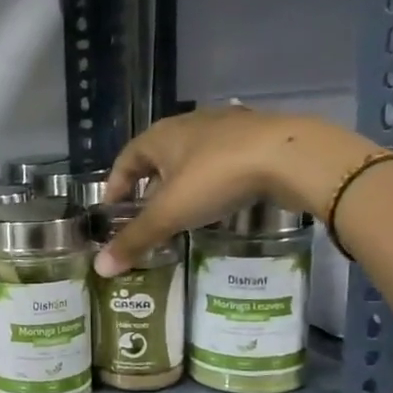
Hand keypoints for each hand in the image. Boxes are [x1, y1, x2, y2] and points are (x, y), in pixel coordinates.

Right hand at [96, 107, 377, 275]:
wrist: (292, 156)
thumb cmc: (216, 178)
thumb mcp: (170, 214)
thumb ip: (135, 239)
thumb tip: (100, 268)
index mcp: (159, 136)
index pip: (124, 159)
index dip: (116, 185)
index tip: (113, 210)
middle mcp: (188, 124)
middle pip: (158, 157)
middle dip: (150, 185)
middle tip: (147, 215)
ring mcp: (226, 127)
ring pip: (193, 157)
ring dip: (183, 182)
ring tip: (184, 210)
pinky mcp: (258, 136)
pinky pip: (224, 159)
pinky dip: (215, 179)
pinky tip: (222, 198)